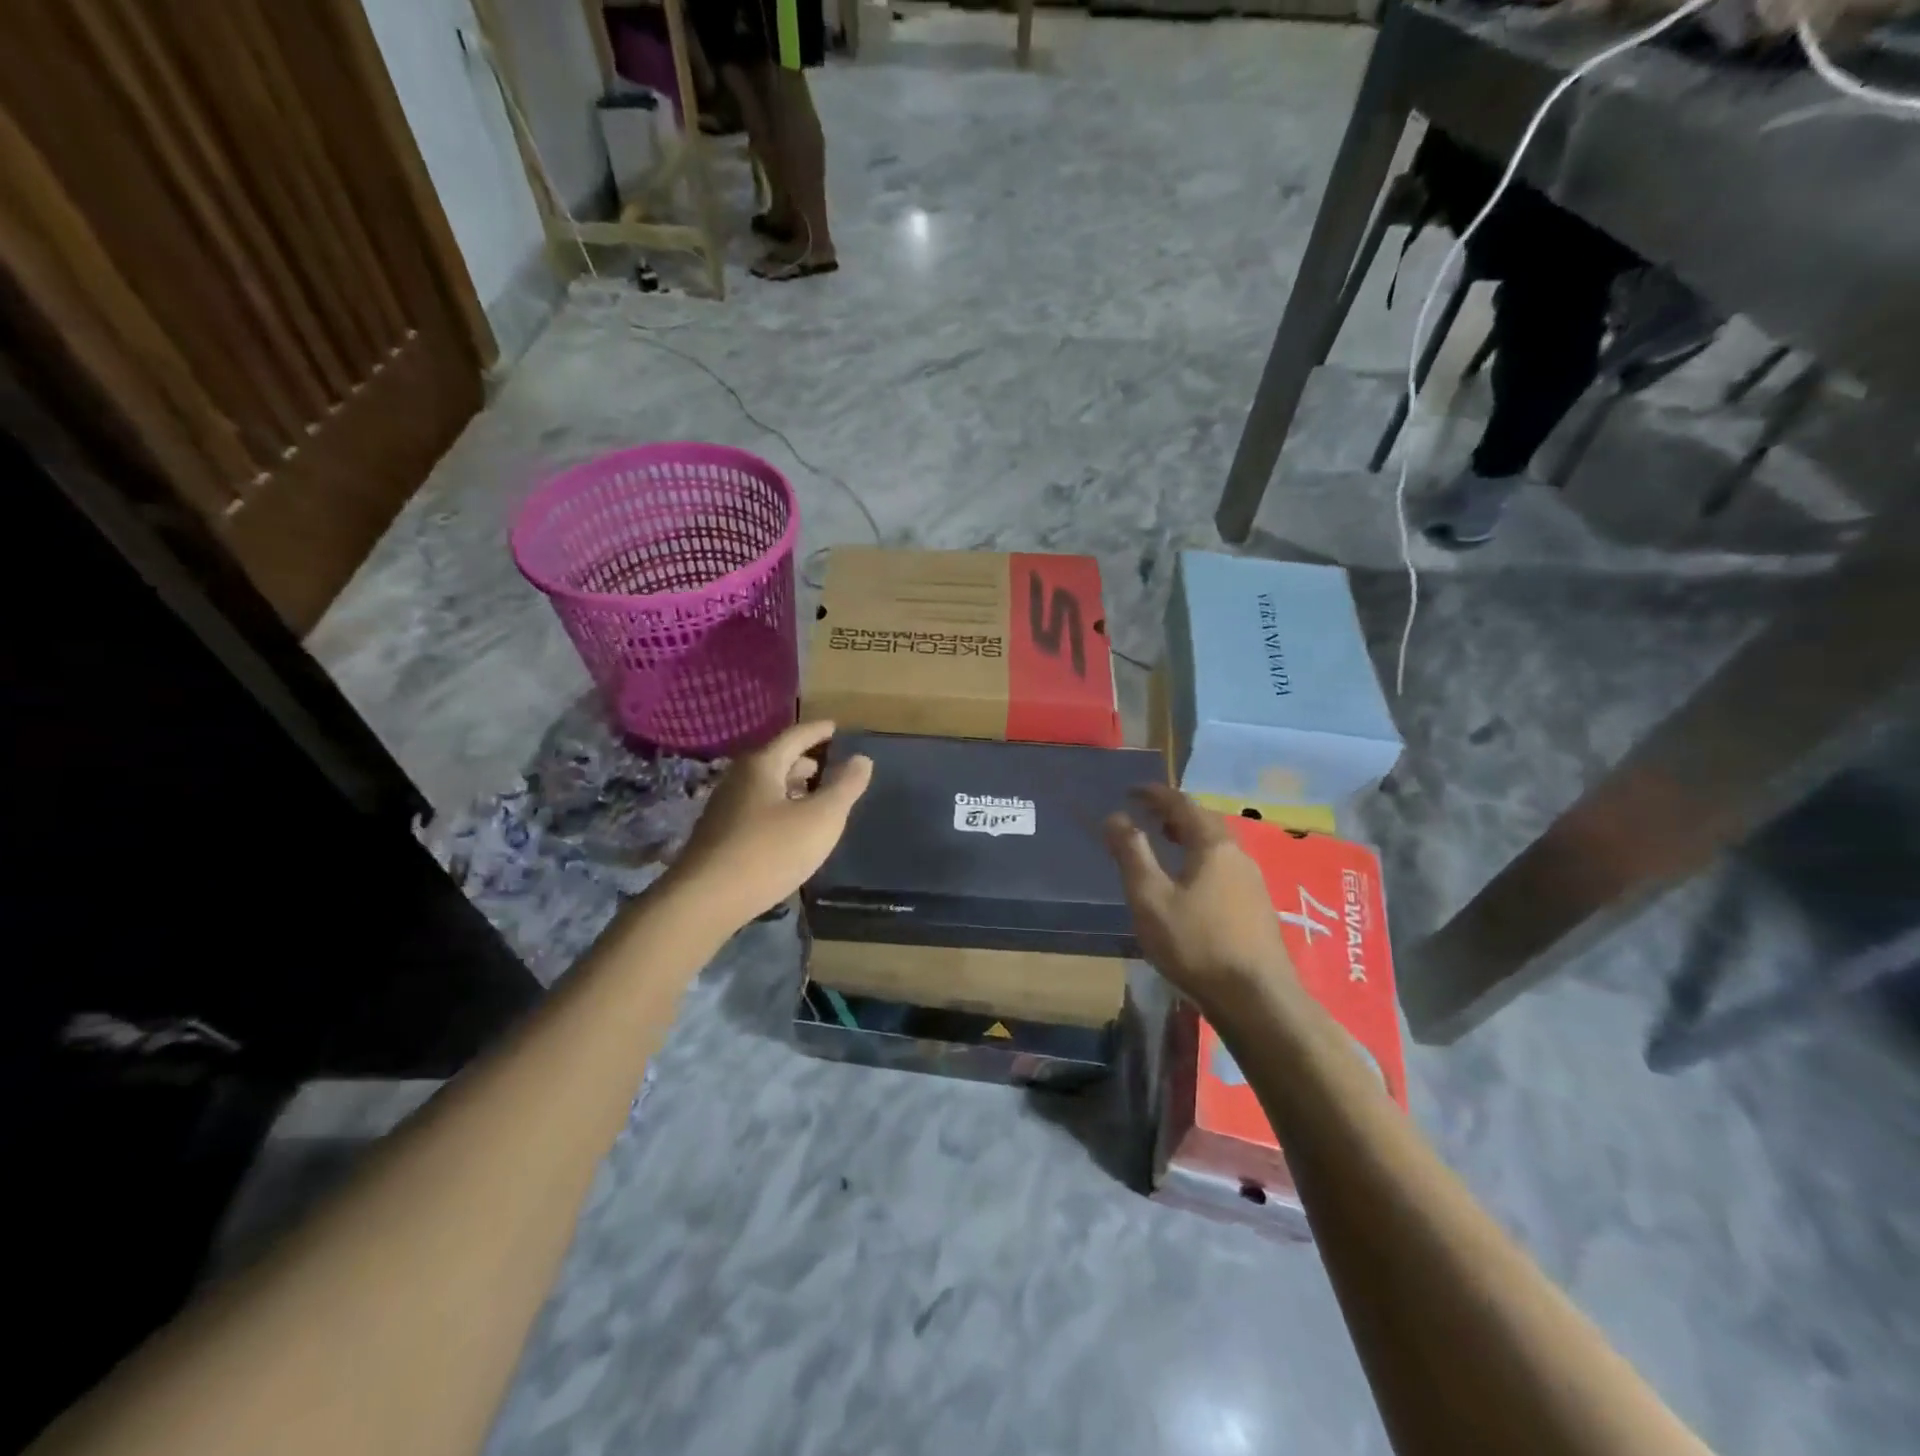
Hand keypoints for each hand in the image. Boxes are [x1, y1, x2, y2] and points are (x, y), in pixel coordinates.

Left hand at [669, 720, 872, 925]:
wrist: (706, 900)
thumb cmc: (770, 851)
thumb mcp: (821, 818)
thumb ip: (845, 787)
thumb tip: (862, 758)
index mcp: (762, 765)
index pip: (795, 736)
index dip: (818, 731)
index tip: (835, 728)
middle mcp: (738, 779)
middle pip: (776, 760)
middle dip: (804, 761)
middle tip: (828, 765)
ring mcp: (725, 809)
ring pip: (764, 787)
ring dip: (790, 787)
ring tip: (813, 797)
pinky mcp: (719, 836)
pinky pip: (756, 810)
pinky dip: (778, 808)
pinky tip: (789, 829)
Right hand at [1103, 784, 1296, 1009]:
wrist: (1257, 999)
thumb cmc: (1196, 943)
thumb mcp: (1150, 898)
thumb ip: (1131, 853)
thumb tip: (1115, 817)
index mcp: (1213, 845)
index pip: (1182, 804)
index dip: (1155, 794)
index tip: (1131, 791)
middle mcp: (1238, 855)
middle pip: (1204, 821)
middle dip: (1174, 813)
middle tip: (1147, 816)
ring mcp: (1253, 882)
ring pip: (1217, 845)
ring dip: (1190, 836)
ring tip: (1165, 844)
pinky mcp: (1257, 907)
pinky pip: (1225, 866)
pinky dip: (1201, 859)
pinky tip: (1191, 883)